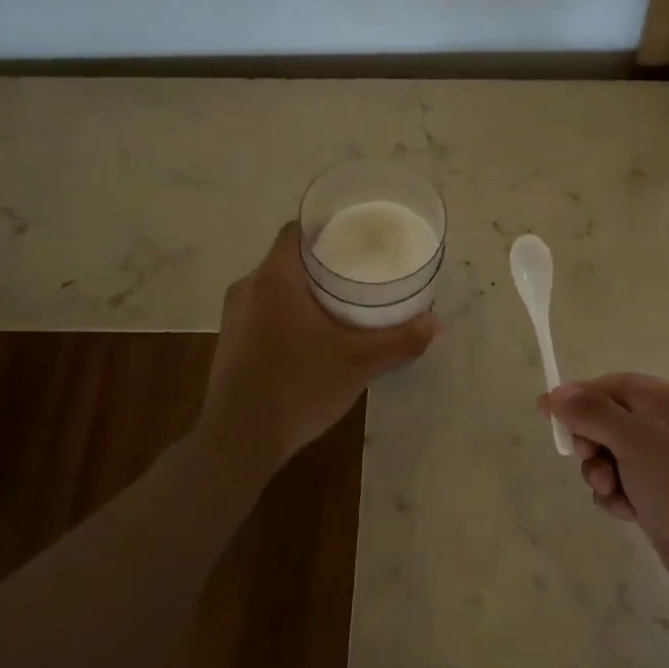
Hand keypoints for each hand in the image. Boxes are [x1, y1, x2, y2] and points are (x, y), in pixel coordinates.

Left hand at [199, 222, 438, 474]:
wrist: (239, 441)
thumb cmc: (298, 388)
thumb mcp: (359, 364)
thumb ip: (401, 341)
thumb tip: (437, 325)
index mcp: (275, 279)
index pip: (297, 230)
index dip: (326, 226)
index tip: (356, 236)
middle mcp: (248, 288)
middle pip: (288, 257)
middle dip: (323, 261)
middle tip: (360, 270)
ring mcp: (233, 316)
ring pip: (275, 285)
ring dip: (305, 288)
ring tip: (342, 301)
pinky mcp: (231, 341)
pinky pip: (264, 309)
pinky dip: (289, 311)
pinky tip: (313, 334)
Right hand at [540, 375, 668, 628]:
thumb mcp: (638, 442)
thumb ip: (593, 413)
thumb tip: (555, 392)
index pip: (619, 385)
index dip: (580, 396)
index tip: (546, 414)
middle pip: (615, 420)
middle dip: (594, 440)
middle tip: (589, 460)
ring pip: (618, 456)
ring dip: (604, 472)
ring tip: (612, 493)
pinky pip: (630, 485)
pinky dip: (620, 495)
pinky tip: (626, 513)